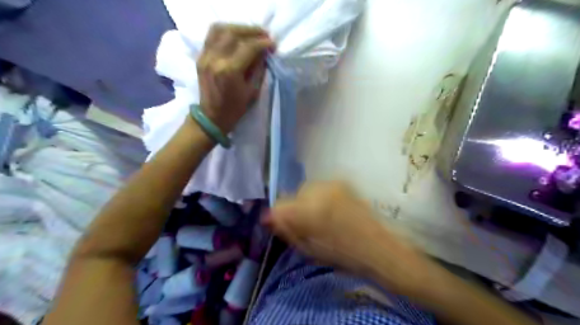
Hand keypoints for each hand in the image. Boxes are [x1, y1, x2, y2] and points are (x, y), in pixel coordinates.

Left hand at [197, 23, 274, 133]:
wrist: (211, 117)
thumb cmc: (235, 108)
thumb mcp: (252, 91)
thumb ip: (258, 69)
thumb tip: (264, 52)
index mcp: (230, 71)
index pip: (248, 47)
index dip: (263, 43)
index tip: (272, 44)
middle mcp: (215, 59)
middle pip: (234, 33)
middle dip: (252, 31)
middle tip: (264, 35)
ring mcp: (205, 56)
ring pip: (220, 29)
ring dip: (238, 28)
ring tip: (250, 33)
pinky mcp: (200, 56)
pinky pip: (212, 35)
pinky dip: (225, 31)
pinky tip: (236, 36)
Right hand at [263, 182, 434, 294]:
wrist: (380, 247)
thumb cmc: (344, 255)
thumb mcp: (309, 249)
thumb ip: (287, 230)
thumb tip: (269, 217)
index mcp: (310, 211)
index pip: (279, 205)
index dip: (277, 216)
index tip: (281, 225)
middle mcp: (320, 190)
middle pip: (294, 194)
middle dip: (295, 208)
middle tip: (306, 224)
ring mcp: (333, 183)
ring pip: (308, 189)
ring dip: (308, 201)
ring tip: (321, 217)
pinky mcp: (343, 182)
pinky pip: (321, 187)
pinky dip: (320, 197)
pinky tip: (332, 209)